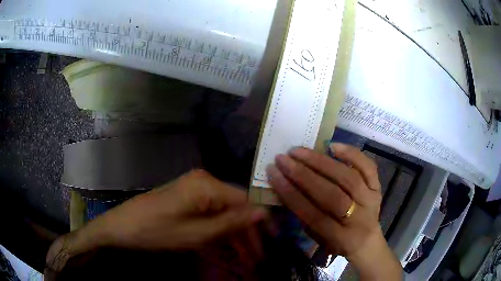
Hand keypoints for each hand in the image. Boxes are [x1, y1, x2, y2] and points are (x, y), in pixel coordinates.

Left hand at [46, 170, 266, 271]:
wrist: (121, 227)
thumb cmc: (156, 232)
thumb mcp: (196, 234)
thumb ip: (231, 223)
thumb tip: (264, 212)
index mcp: (207, 185)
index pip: (246, 201)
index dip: (262, 222)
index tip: (273, 241)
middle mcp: (204, 181)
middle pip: (236, 207)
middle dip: (248, 233)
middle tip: (258, 257)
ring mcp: (195, 189)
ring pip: (224, 212)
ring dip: (235, 235)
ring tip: (247, 258)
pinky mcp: (187, 198)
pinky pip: (211, 213)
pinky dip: (220, 230)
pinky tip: (228, 246)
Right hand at [267, 143, 401, 279]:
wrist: (367, 241)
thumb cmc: (338, 243)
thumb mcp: (318, 239)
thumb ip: (304, 217)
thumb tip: (287, 187)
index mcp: (340, 238)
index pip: (312, 213)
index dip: (291, 193)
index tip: (273, 174)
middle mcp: (359, 218)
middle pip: (331, 194)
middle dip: (303, 175)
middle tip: (283, 159)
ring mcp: (371, 200)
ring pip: (347, 178)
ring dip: (321, 162)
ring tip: (300, 151)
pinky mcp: (378, 188)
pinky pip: (368, 167)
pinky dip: (351, 154)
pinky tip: (333, 146)